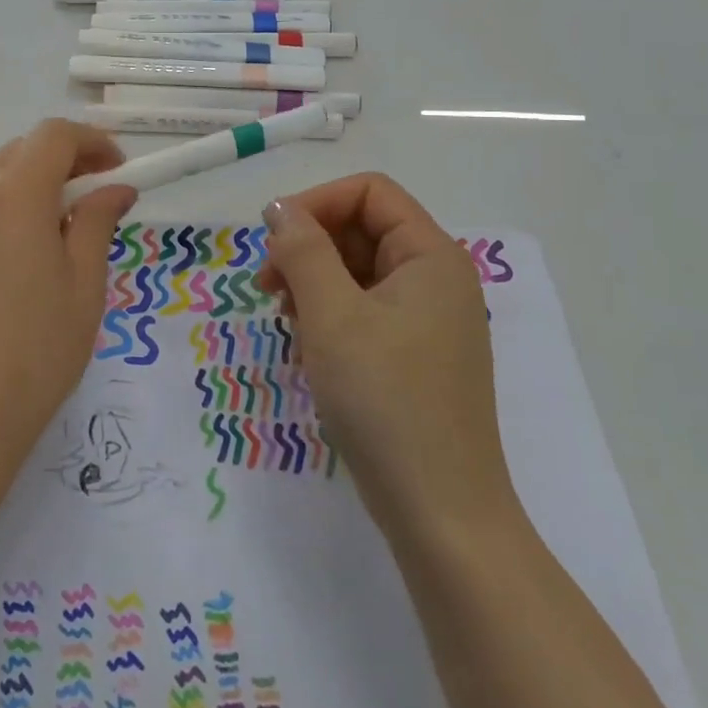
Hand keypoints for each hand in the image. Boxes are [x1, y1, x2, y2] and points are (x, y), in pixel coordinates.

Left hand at [0, 120, 136, 495]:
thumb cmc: (32, 353)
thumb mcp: (83, 286)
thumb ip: (97, 223)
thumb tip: (115, 188)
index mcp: (13, 193)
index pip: (55, 136)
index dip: (92, 142)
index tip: (117, 168)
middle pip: (20, 149)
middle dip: (61, 160)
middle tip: (92, 197)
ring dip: (27, 180)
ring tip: (54, 225)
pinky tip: (13, 250)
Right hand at [256, 173, 516, 534]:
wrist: (440, 514)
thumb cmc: (385, 401)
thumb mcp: (332, 316)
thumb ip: (303, 250)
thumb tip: (280, 208)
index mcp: (431, 256)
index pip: (370, 193)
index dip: (317, 203)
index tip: (272, 240)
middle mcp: (435, 278)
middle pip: (363, 229)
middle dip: (309, 246)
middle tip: (268, 286)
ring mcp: (427, 320)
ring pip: (359, 270)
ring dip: (314, 281)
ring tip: (286, 319)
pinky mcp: (414, 355)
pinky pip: (365, 308)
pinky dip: (330, 314)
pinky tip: (308, 345)